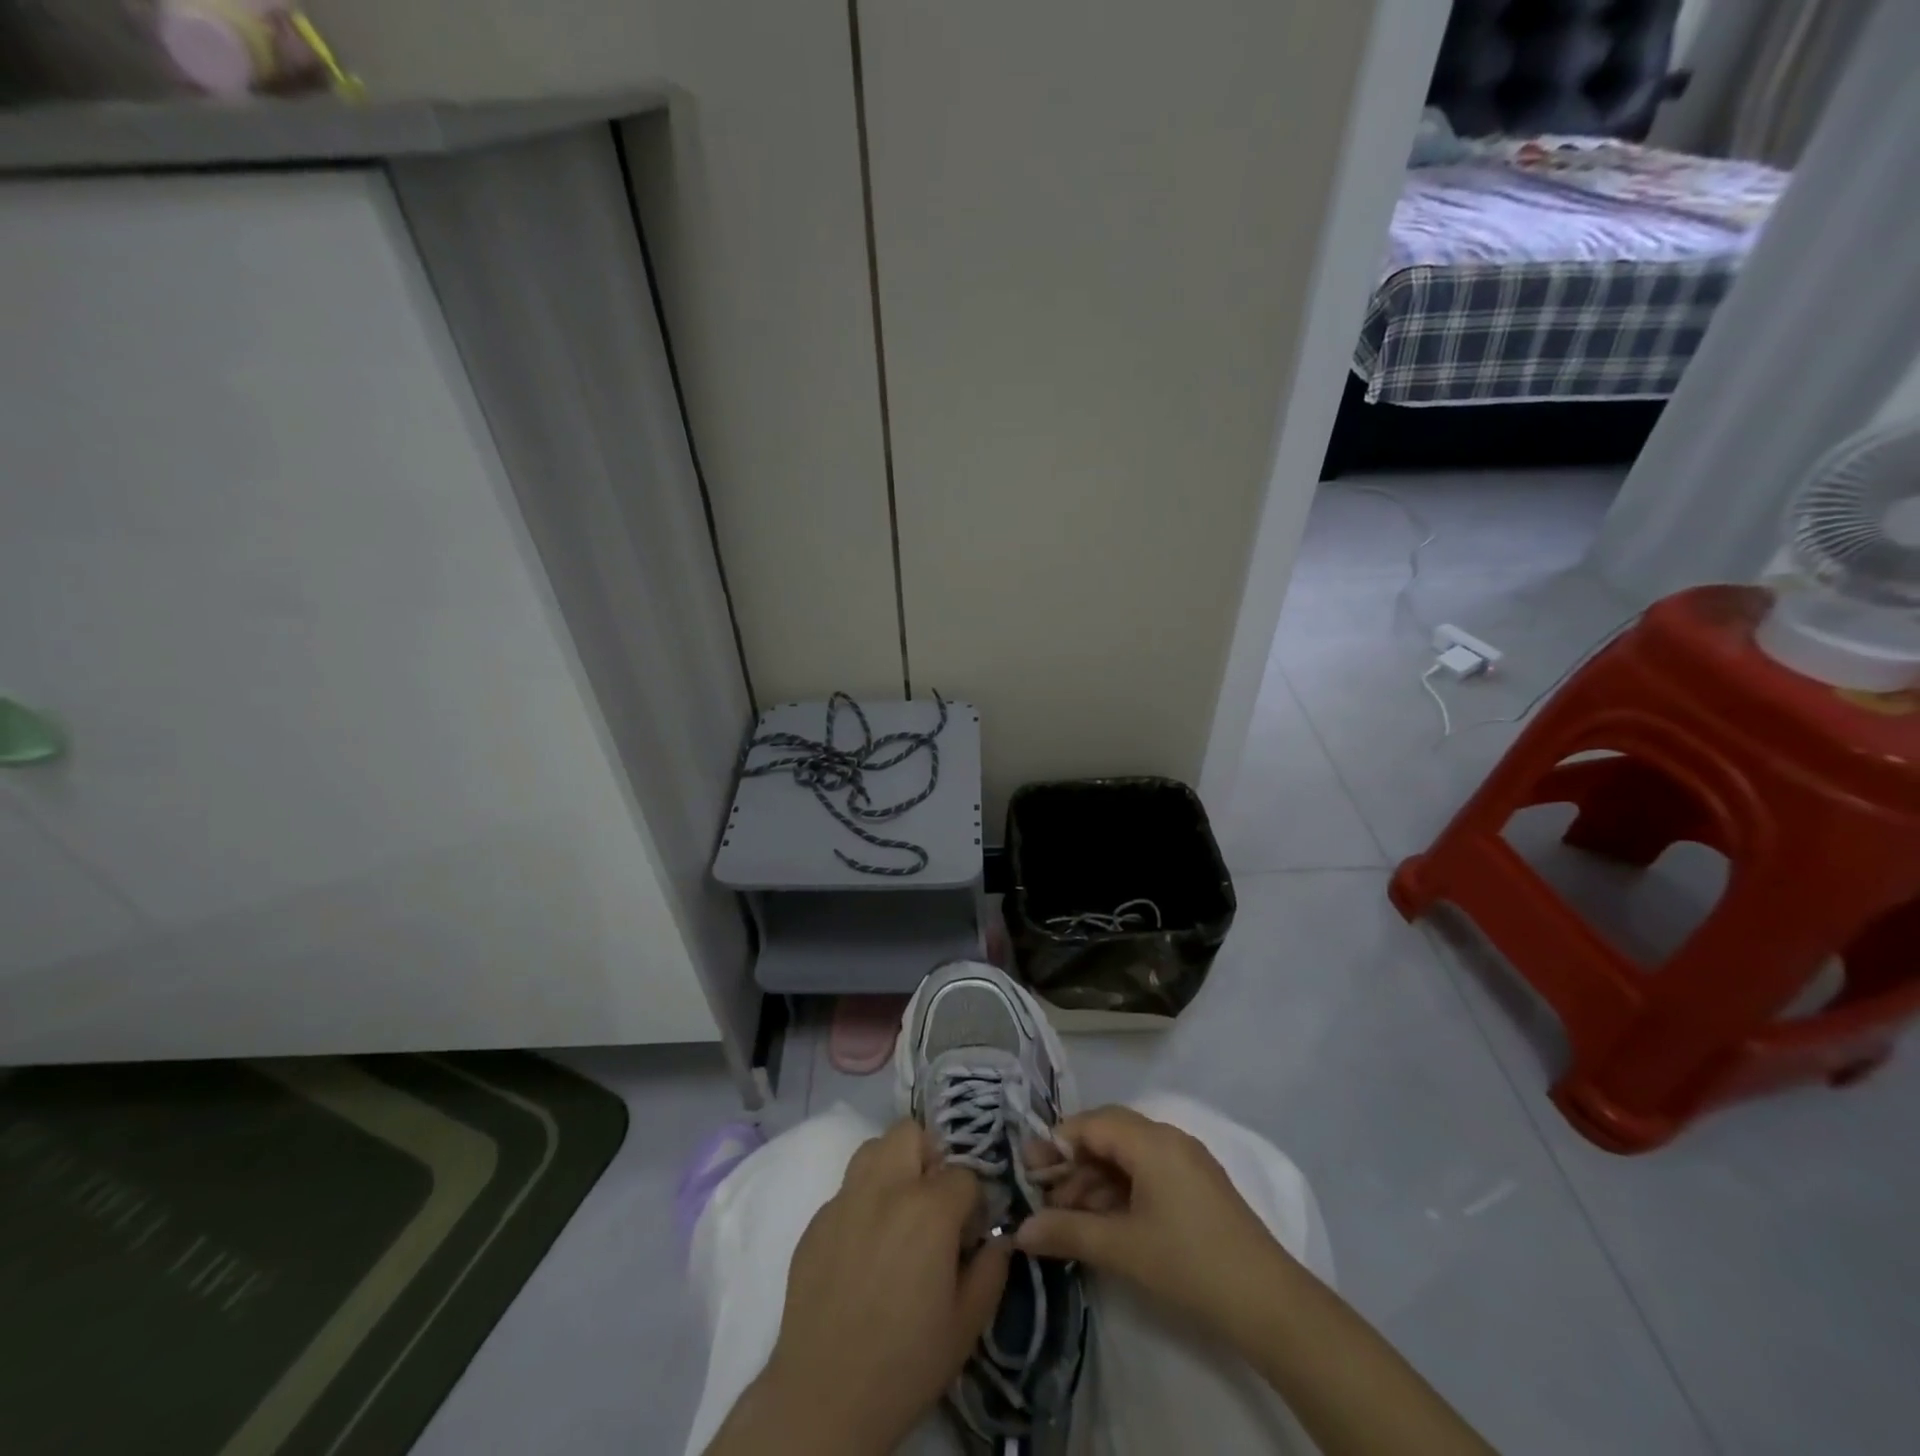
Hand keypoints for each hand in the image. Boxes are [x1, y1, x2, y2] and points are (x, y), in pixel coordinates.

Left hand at [746, 1120, 1010, 1454]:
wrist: (824, 1398)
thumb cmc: (906, 1363)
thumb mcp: (967, 1324)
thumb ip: (991, 1269)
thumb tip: (999, 1239)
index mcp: (929, 1208)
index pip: (965, 1174)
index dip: (973, 1202)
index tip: (970, 1233)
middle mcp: (886, 1188)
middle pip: (911, 1133)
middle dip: (930, 1156)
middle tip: (934, 1202)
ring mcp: (844, 1199)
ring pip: (873, 1148)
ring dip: (893, 1166)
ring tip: (899, 1211)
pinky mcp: (815, 1220)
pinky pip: (846, 1189)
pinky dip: (863, 1201)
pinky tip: (865, 1246)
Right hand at [1016, 1105, 1291, 1339]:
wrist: (1269, 1304)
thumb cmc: (1189, 1264)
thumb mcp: (1122, 1248)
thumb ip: (1067, 1232)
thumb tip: (1020, 1230)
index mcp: (1151, 1141)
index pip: (1091, 1124)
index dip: (1057, 1143)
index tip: (1028, 1169)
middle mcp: (1168, 1138)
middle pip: (1108, 1135)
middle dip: (1073, 1162)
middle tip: (1043, 1194)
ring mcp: (1186, 1161)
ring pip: (1127, 1156)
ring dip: (1094, 1180)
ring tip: (1067, 1216)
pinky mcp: (1196, 1186)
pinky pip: (1147, 1173)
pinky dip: (1120, 1190)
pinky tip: (1102, 1221)